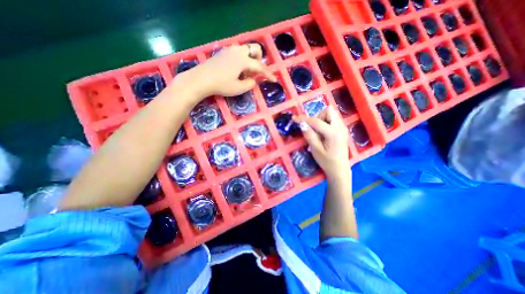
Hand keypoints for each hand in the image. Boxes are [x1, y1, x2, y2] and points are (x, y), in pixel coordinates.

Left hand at [183, 43, 274, 96]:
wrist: (201, 79)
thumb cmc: (221, 85)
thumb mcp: (238, 88)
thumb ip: (250, 84)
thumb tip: (254, 80)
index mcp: (243, 60)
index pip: (260, 67)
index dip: (268, 74)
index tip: (274, 80)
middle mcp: (238, 51)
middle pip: (255, 49)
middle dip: (259, 59)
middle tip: (255, 72)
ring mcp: (229, 50)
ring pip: (246, 49)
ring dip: (250, 59)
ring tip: (245, 73)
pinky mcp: (223, 52)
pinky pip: (238, 52)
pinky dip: (242, 59)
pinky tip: (236, 70)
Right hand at [293, 105, 349, 178]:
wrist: (340, 169)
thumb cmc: (327, 161)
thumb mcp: (316, 150)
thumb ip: (309, 135)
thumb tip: (302, 124)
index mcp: (333, 133)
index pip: (316, 121)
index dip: (304, 119)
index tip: (294, 118)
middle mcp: (340, 127)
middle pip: (328, 111)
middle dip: (318, 117)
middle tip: (313, 128)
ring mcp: (343, 127)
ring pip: (331, 114)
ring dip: (322, 119)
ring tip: (318, 132)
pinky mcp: (343, 130)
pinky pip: (333, 119)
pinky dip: (326, 122)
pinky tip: (323, 133)